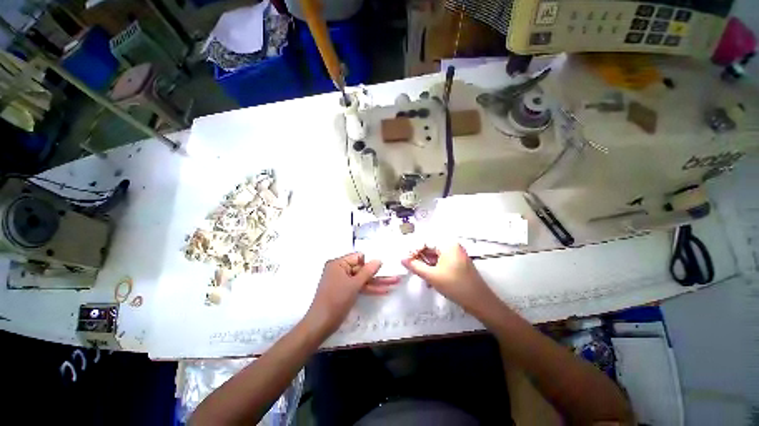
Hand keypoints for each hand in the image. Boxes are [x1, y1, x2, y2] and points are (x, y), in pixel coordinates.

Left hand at [307, 253, 398, 332]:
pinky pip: (359, 287)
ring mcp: (343, 281)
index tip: (384, 265)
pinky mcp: (345, 291)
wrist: (321, 324)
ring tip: (394, 283)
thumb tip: (378, 260)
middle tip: (394, 275)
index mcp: (338, 263)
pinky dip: (369, 289)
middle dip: (377, 274)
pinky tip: (384, 291)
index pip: (358, 257)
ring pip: (362, 279)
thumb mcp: (354, 284)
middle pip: (362, 269)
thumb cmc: (336, 300)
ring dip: (377, 282)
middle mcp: (340, 269)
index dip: (370, 261)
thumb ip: (367, 271)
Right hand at [402, 243, 495, 313]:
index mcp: (447, 244)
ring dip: (426, 264)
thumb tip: (403, 259)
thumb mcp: (431, 276)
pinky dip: (433, 268)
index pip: (425, 241)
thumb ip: (415, 266)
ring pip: (434, 255)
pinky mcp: (457, 262)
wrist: (480, 302)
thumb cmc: (455, 286)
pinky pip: (441, 261)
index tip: (406, 260)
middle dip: (420, 258)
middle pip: (430, 247)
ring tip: (421, 275)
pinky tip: (430, 280)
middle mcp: (452, 246)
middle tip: (411, 267)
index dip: (414, 250)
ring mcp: (456, 254)